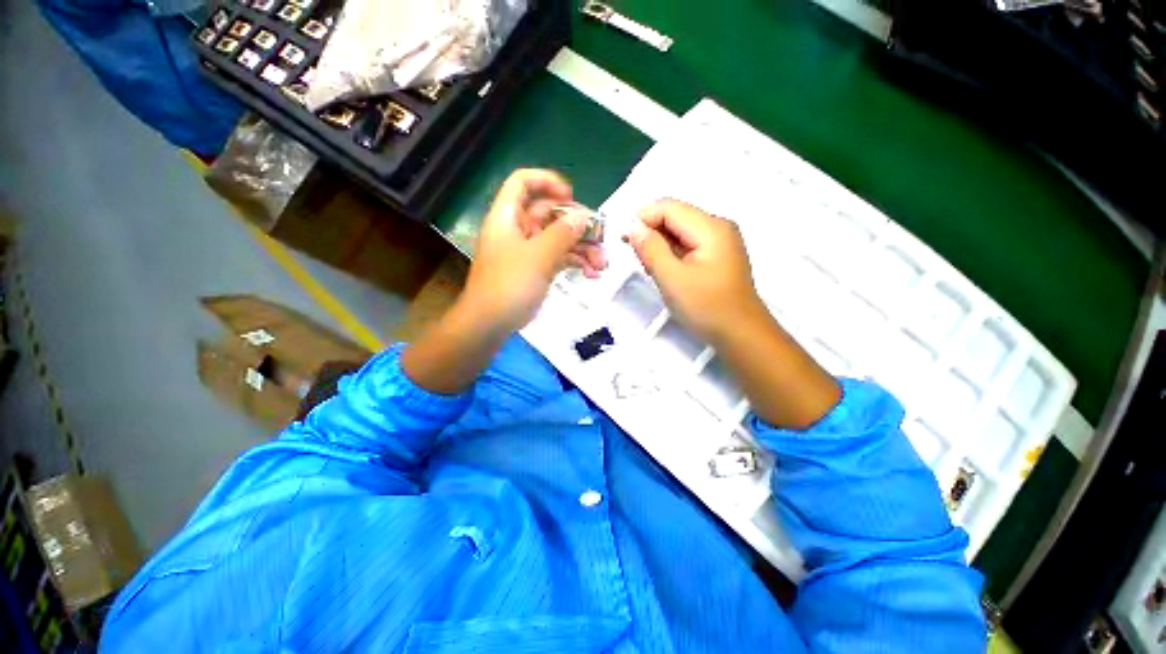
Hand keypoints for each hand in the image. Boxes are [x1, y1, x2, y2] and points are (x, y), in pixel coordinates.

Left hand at [460, 169, 606, 333]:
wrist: (490, 324)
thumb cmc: (509, 285)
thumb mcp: (538, 257)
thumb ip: (563, 233)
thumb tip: (583, 216)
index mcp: (509, 216)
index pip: (523, 183)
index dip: (547, 182)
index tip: (572, 197)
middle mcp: (518, 229)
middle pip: (550, 213)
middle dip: (578, 225)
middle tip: (601, 238)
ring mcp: (528, 251)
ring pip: (559, 238)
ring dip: (582, 248)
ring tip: (602, 264)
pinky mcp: (536, 270)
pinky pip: (559, 258)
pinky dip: (575, 263)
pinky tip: (592, 274)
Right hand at [626, 199, 764, 342]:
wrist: (740, 334)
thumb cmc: (707, 307)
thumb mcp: (672, 278)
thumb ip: (650, 249)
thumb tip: (633, 227)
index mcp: (710, 227)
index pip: (668, 207)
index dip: (642, 219)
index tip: (624, 240)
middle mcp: (717, 227)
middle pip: (674, 216)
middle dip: (651, 233)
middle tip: (638, 260)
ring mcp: (719, 242)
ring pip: (679, 232)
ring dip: (659, 245)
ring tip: (651, 269)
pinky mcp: (716, 256)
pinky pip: (687, 245)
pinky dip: (671, 254)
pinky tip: (665, 272)